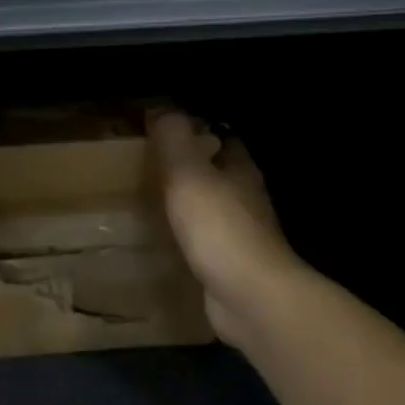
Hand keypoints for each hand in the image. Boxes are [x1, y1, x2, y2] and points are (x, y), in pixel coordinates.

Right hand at [146, 110, 296, 342]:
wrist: (251, 297)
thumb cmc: (220, 227)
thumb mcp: (188, 173)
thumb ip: (174, 138)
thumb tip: (163, 106)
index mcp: (241, 169)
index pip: (223, 137)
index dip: (199, 129)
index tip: (167, 127)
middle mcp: (247, 197)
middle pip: (220, 172)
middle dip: (193, 166)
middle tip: (153, 163)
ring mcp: (242, 234)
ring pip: (214, 206)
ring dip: (191, 202)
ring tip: (154, 198)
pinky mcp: (233, 265)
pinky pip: (208, 241)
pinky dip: (190, 235)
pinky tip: (168, 239)